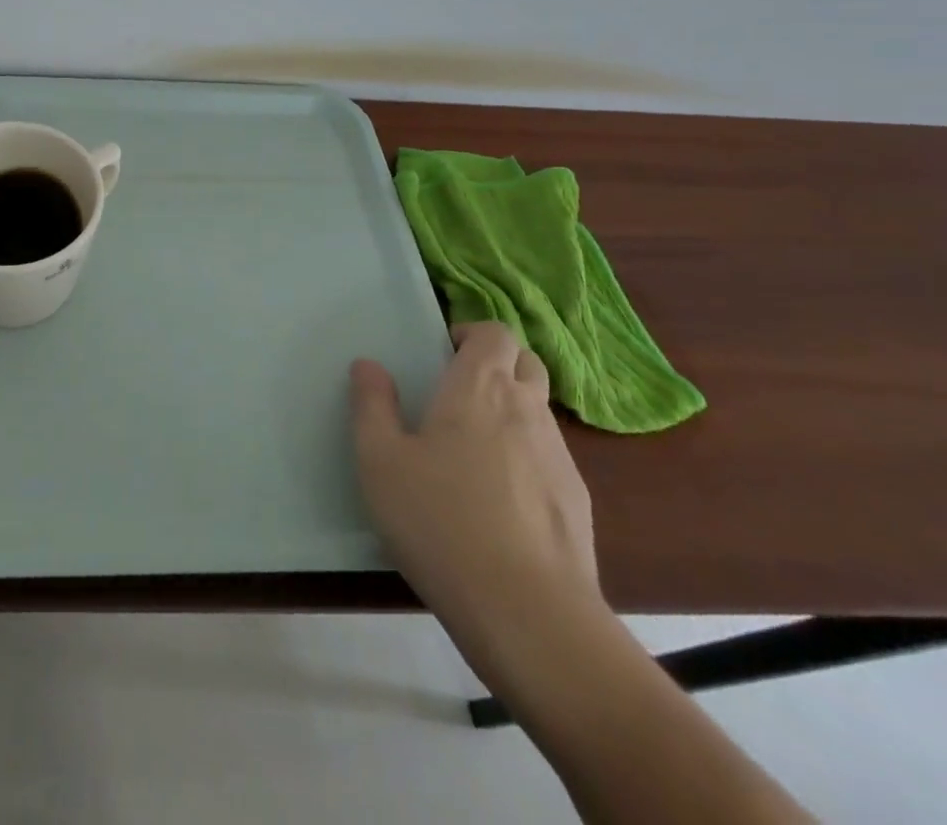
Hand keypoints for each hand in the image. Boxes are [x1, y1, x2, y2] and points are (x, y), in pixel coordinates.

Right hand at [350, 321, 596, 657]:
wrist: (528, 613)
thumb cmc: (440, 520)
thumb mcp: (380, 460)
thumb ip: (372, 404)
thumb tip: (369, 365)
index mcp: (479, 387)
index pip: (495, 332)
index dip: (472, 333)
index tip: (443, 354)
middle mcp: (526, 409)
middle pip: (526, 362)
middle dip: (497, 364)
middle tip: (458, 392)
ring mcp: (560, 456)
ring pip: (539, 410)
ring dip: (512, 411)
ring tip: (473, 450)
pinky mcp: (577, 502)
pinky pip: (550, 457)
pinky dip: (527, 458)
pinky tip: (500, 500)